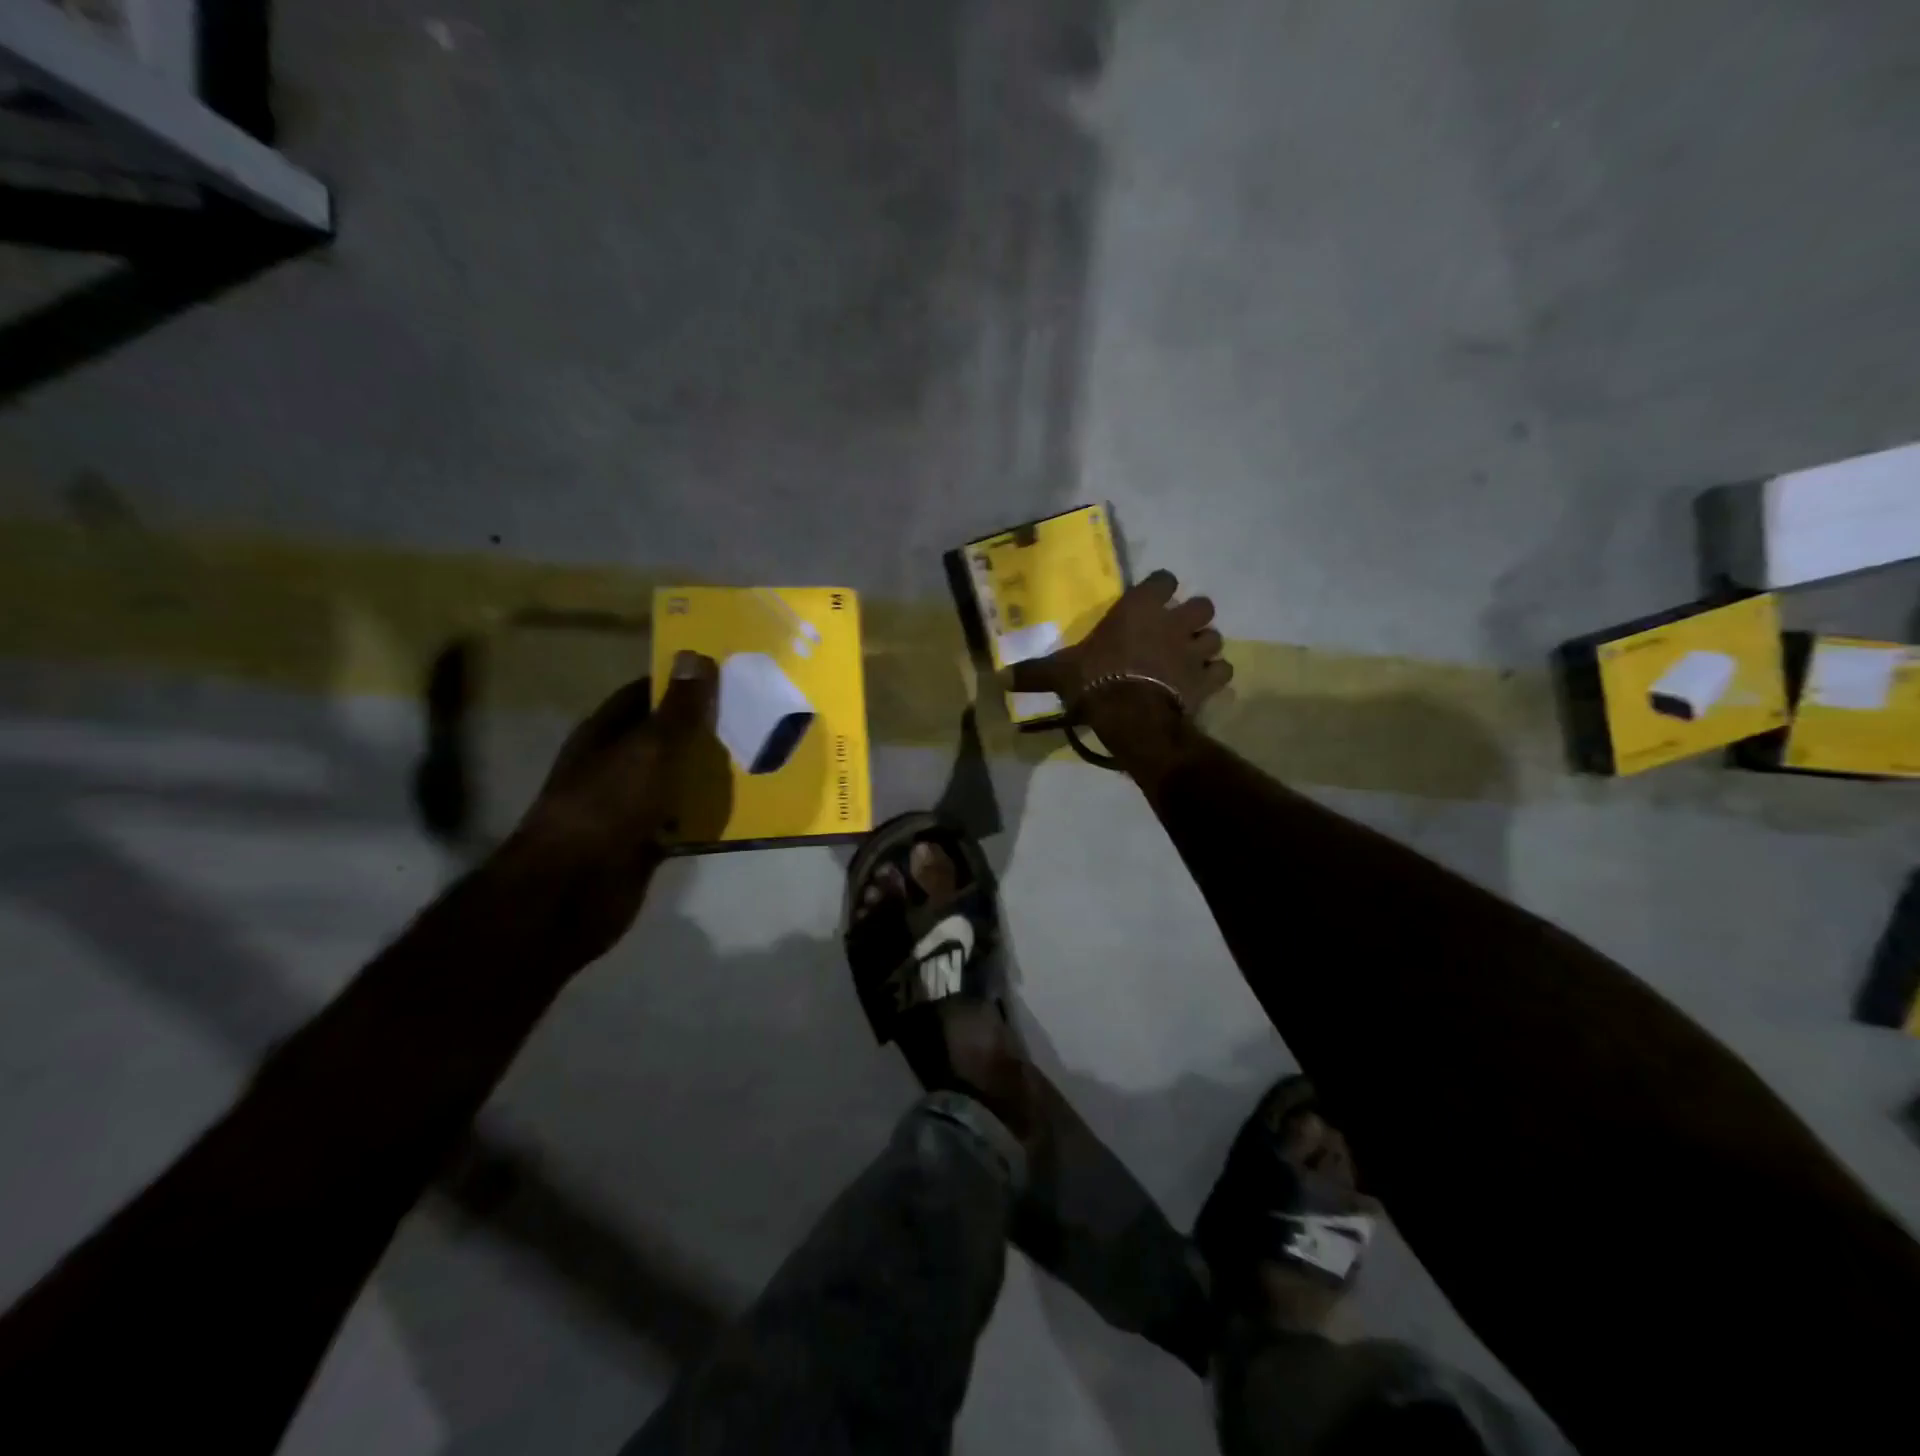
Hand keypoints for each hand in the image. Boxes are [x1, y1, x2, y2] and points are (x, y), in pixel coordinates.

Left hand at [502, 652, 729, 957]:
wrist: (573, 890)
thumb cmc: (608, 806)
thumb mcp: (650, 749)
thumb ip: (678, 709)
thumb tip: (695, 655)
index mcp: (605, 733)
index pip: (645, 694)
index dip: (682, 683)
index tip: (728, 676)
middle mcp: (614, 765)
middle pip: (664, 737)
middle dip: (704, 728)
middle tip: (756, 717)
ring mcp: (627, 805)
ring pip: (675, 779)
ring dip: (709, 772)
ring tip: (759, 757)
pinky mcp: (642, 841)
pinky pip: (680, 819)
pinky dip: (705, 814)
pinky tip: (742, 808)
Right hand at [1005, 569, 1231, 725]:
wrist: (1132, 715)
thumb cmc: (1096, 681)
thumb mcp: (1060, 674)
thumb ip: (1035, 672)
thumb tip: (1000, 678)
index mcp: (1139, 609)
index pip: (1163, 580)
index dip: (1160, 588)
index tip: (1152, 600)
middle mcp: (1173, 622)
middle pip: (1201, 605)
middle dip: (1192, 616)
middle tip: (1176, 632)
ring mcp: (1194, 650)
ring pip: (1215, 637)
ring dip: (1204, 646)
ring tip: (1189, 659)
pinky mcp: (1207, 679)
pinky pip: (1222, 671)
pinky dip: (1215, 676)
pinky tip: (1202, 684)